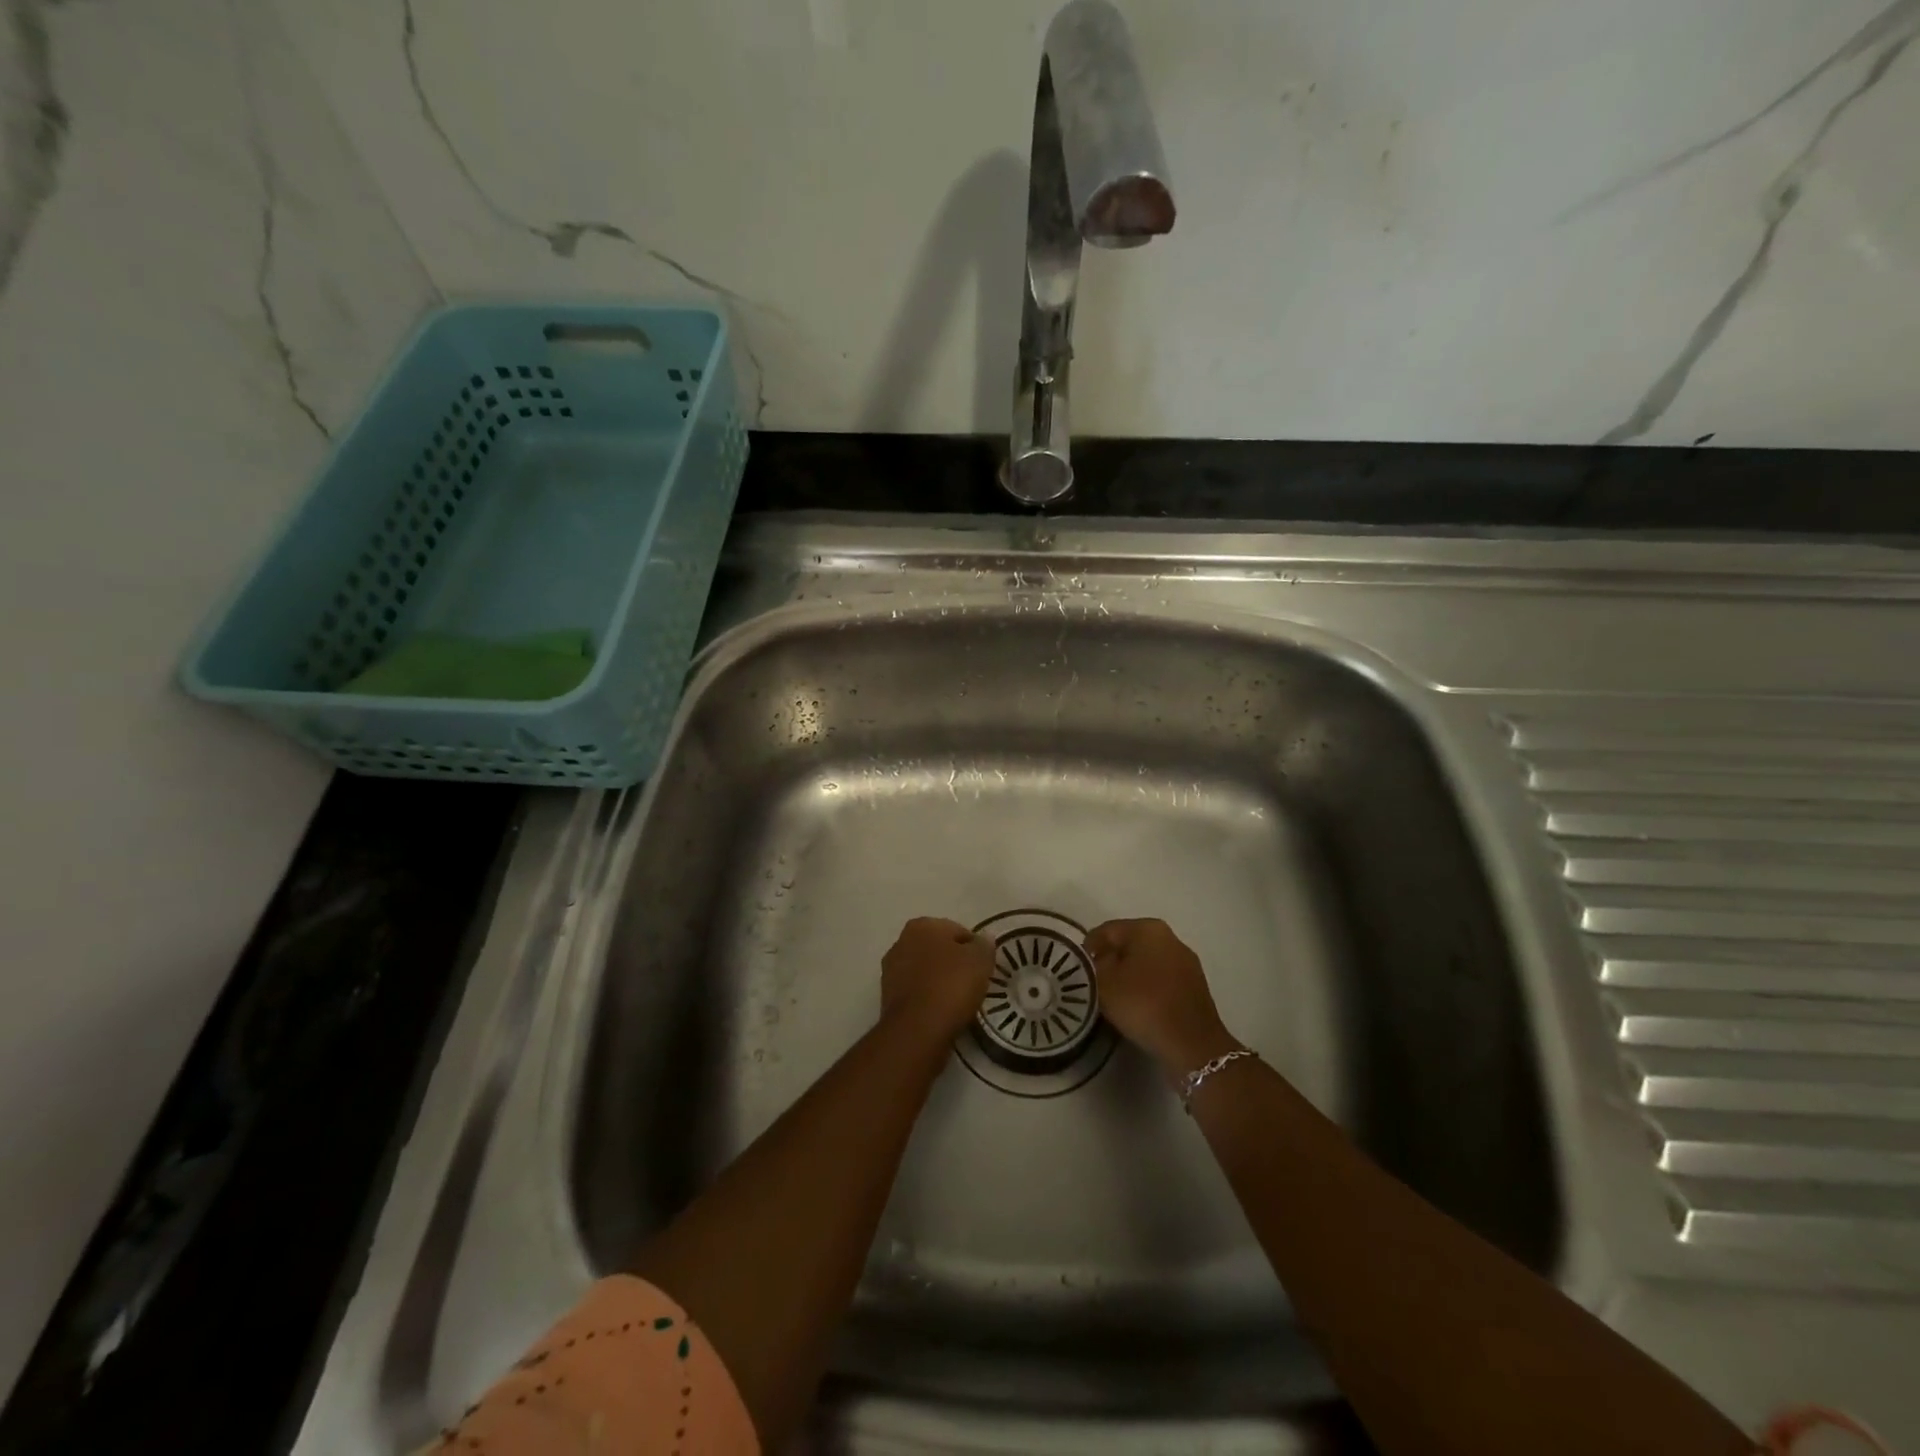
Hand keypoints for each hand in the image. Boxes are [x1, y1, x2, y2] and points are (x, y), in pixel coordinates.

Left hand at [880, 917, 995, 1046]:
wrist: (917, 1030)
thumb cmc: (950, 986)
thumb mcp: (980, 961)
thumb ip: (984, 945)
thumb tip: (984, 937)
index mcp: (922, 925)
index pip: (957, 931)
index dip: (974, 948)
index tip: (984, 967)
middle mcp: (902, 941)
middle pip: (938, 949)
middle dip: (954, 962)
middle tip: (973, 983)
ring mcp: (891, 969)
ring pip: (925, 971)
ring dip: (939, 980)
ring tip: (958, 1000)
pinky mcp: (887, 996)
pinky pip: (916, 991)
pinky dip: (928, 997)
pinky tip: (941, 1011)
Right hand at [1085, 918, 1238, 1074]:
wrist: (1192, 1043)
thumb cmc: (1143, 1004)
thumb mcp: (1104, 983)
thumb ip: (1093, 966)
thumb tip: (1097, 962)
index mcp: (1146, 928)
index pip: (1107, 930)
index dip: (1088, 948)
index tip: (1077, 969)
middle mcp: (1169, 937)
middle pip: (1128, 944)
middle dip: (1109, 960)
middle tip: (1092, 983)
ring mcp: (1185, 961)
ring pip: (1145, 961)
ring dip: (1128, 974)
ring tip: (1113, 997)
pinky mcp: (1194, 985)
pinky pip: (1161, 978)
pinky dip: (1146, 987)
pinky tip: (1138, 1005)